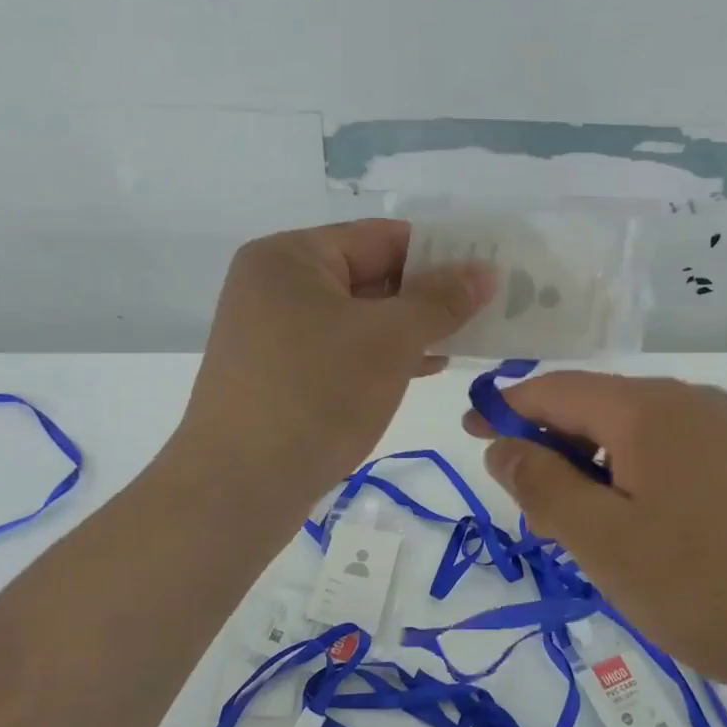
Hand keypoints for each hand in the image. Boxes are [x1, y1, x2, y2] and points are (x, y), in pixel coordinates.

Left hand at [180, 221, 493, 506]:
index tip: (487, 271)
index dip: (439, 252)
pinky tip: (426, 366)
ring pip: (359, 317)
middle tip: (486, 309)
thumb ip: (441, 300)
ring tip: (467, 339)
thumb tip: (484, 270)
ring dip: (411, 328)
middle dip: (428, 295)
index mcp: (291, 257)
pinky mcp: (281, 373)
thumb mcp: (389, 340)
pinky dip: (383, 355)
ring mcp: (275, 332)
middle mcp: (277, 286)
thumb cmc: (317, 394)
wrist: (239, 488)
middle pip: (370, 275)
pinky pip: (343, 349)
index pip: (381, 238)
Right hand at [465, 371, 726, 716]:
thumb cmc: (714, 590)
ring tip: (593, 534)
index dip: (506, 409)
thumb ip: (543, 487)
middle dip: (556, 449)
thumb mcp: (606, 544)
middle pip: (601, 409)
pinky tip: (656, 535)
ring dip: (601, 471)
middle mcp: (695, 402)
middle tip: (535, 511)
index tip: (471, 433)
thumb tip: (502, 445)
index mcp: (649, 408)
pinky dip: (645, 482)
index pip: (555, 390)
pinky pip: (683, 457)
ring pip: (643, 436)